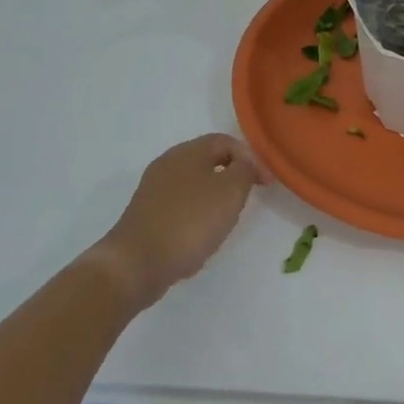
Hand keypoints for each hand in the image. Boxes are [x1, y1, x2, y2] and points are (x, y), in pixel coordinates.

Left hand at [91, 134, 271, 306]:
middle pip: (208, 160)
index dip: (251, 158)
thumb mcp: (230, 192)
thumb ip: (244, 171)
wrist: (137, 263)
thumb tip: (244, 164)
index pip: (226, 141)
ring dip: (214, 197)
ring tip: (226, 220)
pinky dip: (196, 214)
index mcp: (188, 151)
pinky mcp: (146, 213)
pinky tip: (200, 236)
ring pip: (194, 184)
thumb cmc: (189, 221)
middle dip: (232, 176)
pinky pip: (180, 205)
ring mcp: (153, 189)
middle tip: (246, 199)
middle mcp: (168, 163)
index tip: (266, 184)